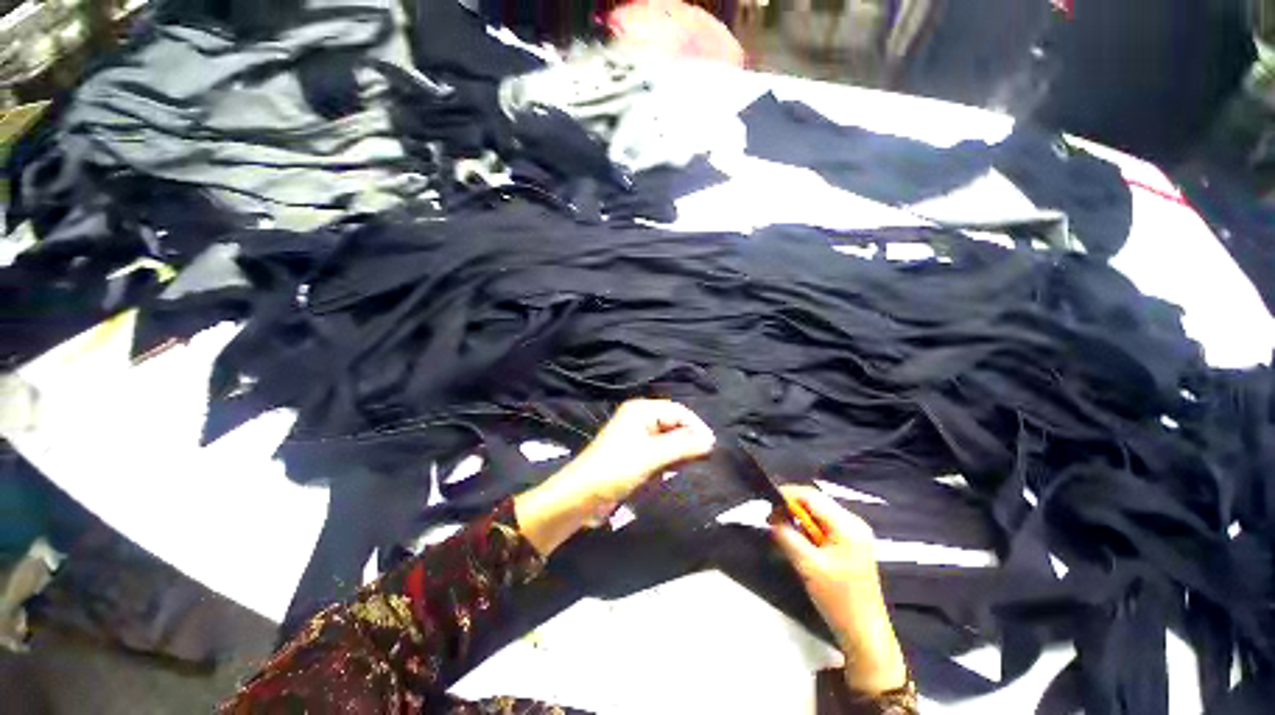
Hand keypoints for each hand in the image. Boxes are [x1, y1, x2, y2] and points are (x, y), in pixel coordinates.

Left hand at [515, 399, 714, 555]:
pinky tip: (673, 470)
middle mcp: (640, 418)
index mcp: (641, 410)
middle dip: (688, 439)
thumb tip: (710, 439)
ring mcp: (637, 435)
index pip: (678, 410)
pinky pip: (660, 450)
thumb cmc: (615, 469)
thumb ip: (682, 445)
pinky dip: (669, 459)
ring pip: (668, 438)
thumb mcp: (651, 456)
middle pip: (674, 423)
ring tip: (690, 465)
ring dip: (679, 451)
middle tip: (703, 458)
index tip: (711, 447)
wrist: (581, 495)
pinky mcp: (635, 452)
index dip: (696, 426)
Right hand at [770, 485, 907, 695]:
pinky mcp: (851, 545)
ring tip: (781, 532)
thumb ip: (787, 536)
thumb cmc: (839, 599)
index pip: (811, 496)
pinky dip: (807, 531)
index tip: (767, 505)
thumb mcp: (807, 565)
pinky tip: (798, 542)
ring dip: (798, 520)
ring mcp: (854, 534)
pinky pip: (824, 527)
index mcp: (847, 525)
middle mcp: (853, 523)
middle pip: (815, 503)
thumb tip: (773, 519)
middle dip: (791, 509)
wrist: (864, 634)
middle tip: (770, 522)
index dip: (786, 495)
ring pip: (818, 515)